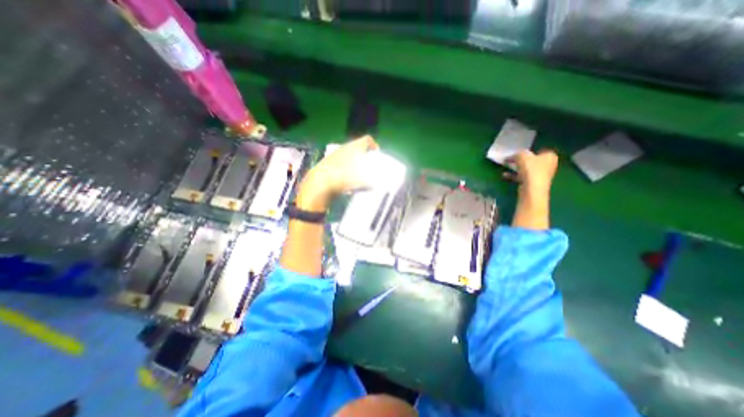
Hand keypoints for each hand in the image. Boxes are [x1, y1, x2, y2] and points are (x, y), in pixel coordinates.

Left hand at [296, 135, 378, 211]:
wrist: (320, 184)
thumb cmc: (344, 178)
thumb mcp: (363, 179)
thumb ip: (371, 179)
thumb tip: (376, 183)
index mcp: (354, 146)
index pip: (367, 140)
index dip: (374, 145)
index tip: (377, 155)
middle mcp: (345, 147)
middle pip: (358, 148)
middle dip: (365, 156)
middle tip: (369, 166)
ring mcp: (335, 154)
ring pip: (349, 155)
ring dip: (355, 163)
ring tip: (359, 174)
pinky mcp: (328, 163)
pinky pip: (342, 163)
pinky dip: (347, 168)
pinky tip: (347, 179)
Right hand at [505, 148, 557, 194]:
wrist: (532, 189)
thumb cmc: (531, 169)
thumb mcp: (522, 156)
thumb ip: (516, 154)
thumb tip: (510, 156)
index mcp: (550, 156)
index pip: (541, 150)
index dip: (530, 151)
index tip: (520, 152)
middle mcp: (549, 165)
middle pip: (533, 160)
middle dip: (522, 160)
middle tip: (512, 159)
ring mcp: (541, 176)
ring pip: (527, 169)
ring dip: (516, 168)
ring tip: (506, 166)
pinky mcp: (533, 184)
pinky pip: (522, 177)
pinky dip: (514, 176)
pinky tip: (505, 175)